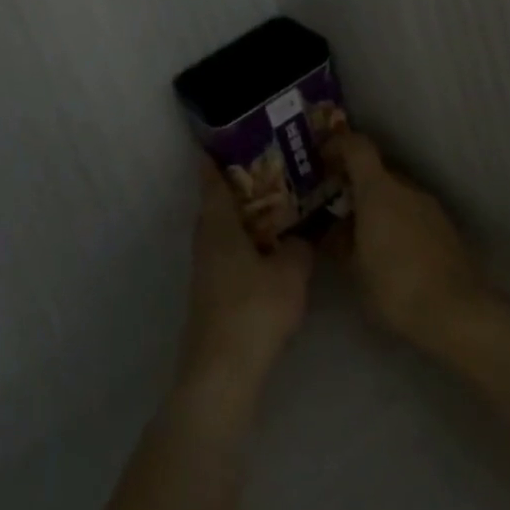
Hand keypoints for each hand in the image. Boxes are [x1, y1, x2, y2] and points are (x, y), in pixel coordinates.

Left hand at [179, 160, 313, 388]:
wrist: (222, 372)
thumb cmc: (253, 310)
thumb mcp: (290, 274)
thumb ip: (300, 248)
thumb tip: (304, 236)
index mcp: (217, 221)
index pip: (211, 176)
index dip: (217, 155)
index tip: (231, 137)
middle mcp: (205, 236)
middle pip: (218, 201)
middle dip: (240, 186)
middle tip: (271, 170)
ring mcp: (205, 267)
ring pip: (224, 229)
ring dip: (245, 218)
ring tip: (278, 209)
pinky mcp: (211, 292)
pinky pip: (228, 252)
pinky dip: (246, 244)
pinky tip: (270, 253)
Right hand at [324, 132, 489, 348]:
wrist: (460, 316)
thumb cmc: (396, 287)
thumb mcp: (354, 270)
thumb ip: (338, 243)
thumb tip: (328, 230)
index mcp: (378, 188)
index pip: (356, 145)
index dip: (337, 145)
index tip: (322, 160)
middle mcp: (405, 188)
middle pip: (377, 170)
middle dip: (357, 183)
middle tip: (340, 207)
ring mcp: (431, 207)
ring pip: (397, 194)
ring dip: (380, 206)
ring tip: (367, 236)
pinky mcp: (448, 230)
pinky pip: (415, 215)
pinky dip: (400, 223)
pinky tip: (395, 255)